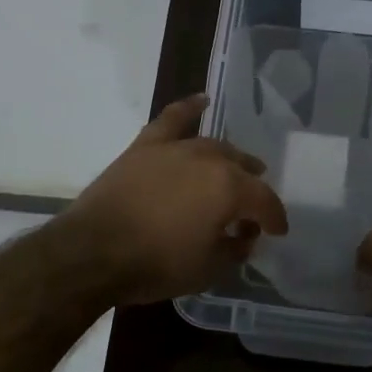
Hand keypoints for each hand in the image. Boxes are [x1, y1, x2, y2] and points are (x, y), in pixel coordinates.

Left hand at [62, 94, 289, 306]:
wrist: (93, 252)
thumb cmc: (156, 264)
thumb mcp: (207, 269)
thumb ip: (235, 251)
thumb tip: (244, 237)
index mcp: (230, 189)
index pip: (265, 201)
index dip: (275, 218)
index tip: (277, 232)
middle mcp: (209, 160)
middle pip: (242, 169)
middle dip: (253, 188)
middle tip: (253, 206)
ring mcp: (176, 148)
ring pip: (214, 146)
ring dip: (230, 158)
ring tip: (237, 166)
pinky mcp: (146, 146)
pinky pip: (172, 119)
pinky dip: (189, 108)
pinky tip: (201, 101)